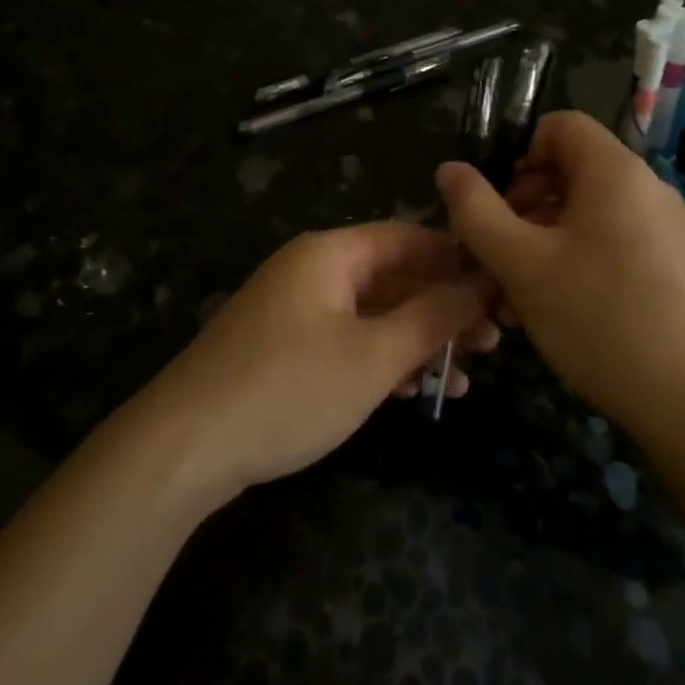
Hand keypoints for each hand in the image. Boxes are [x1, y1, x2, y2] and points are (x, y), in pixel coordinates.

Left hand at [147, 223, 497, 498]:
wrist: (184, 446)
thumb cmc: (289, 389)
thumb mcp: (372, 355)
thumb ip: (431, 317)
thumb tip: (479, 283)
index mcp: (331, 254)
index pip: (408, 238)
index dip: (457, 259)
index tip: (500, 287)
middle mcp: (312, 270)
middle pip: (393, 276)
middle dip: (442, 308)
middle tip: (493, 342)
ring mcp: (295, 309)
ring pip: (373, 313)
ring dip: (417, 340)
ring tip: (465, 376)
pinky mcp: (284, 347)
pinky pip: (347, 339)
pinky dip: (382, 359)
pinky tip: (415, 391)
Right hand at [435, 111, 684, 435]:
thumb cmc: (598, 318)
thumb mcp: (520, 263)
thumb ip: (476, 210)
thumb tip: (449, 170)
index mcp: (615, 171)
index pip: (559, 125)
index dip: (517, 153)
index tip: (495, 203)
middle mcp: (646, 188)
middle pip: (570, 170)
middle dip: (522, 205)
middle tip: (498, 254)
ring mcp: (664, 229)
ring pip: (585, 213)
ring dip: (541, 240)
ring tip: (516, 294)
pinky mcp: (671, 266)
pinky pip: (610, 243)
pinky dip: (574, 261)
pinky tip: (555, 309)